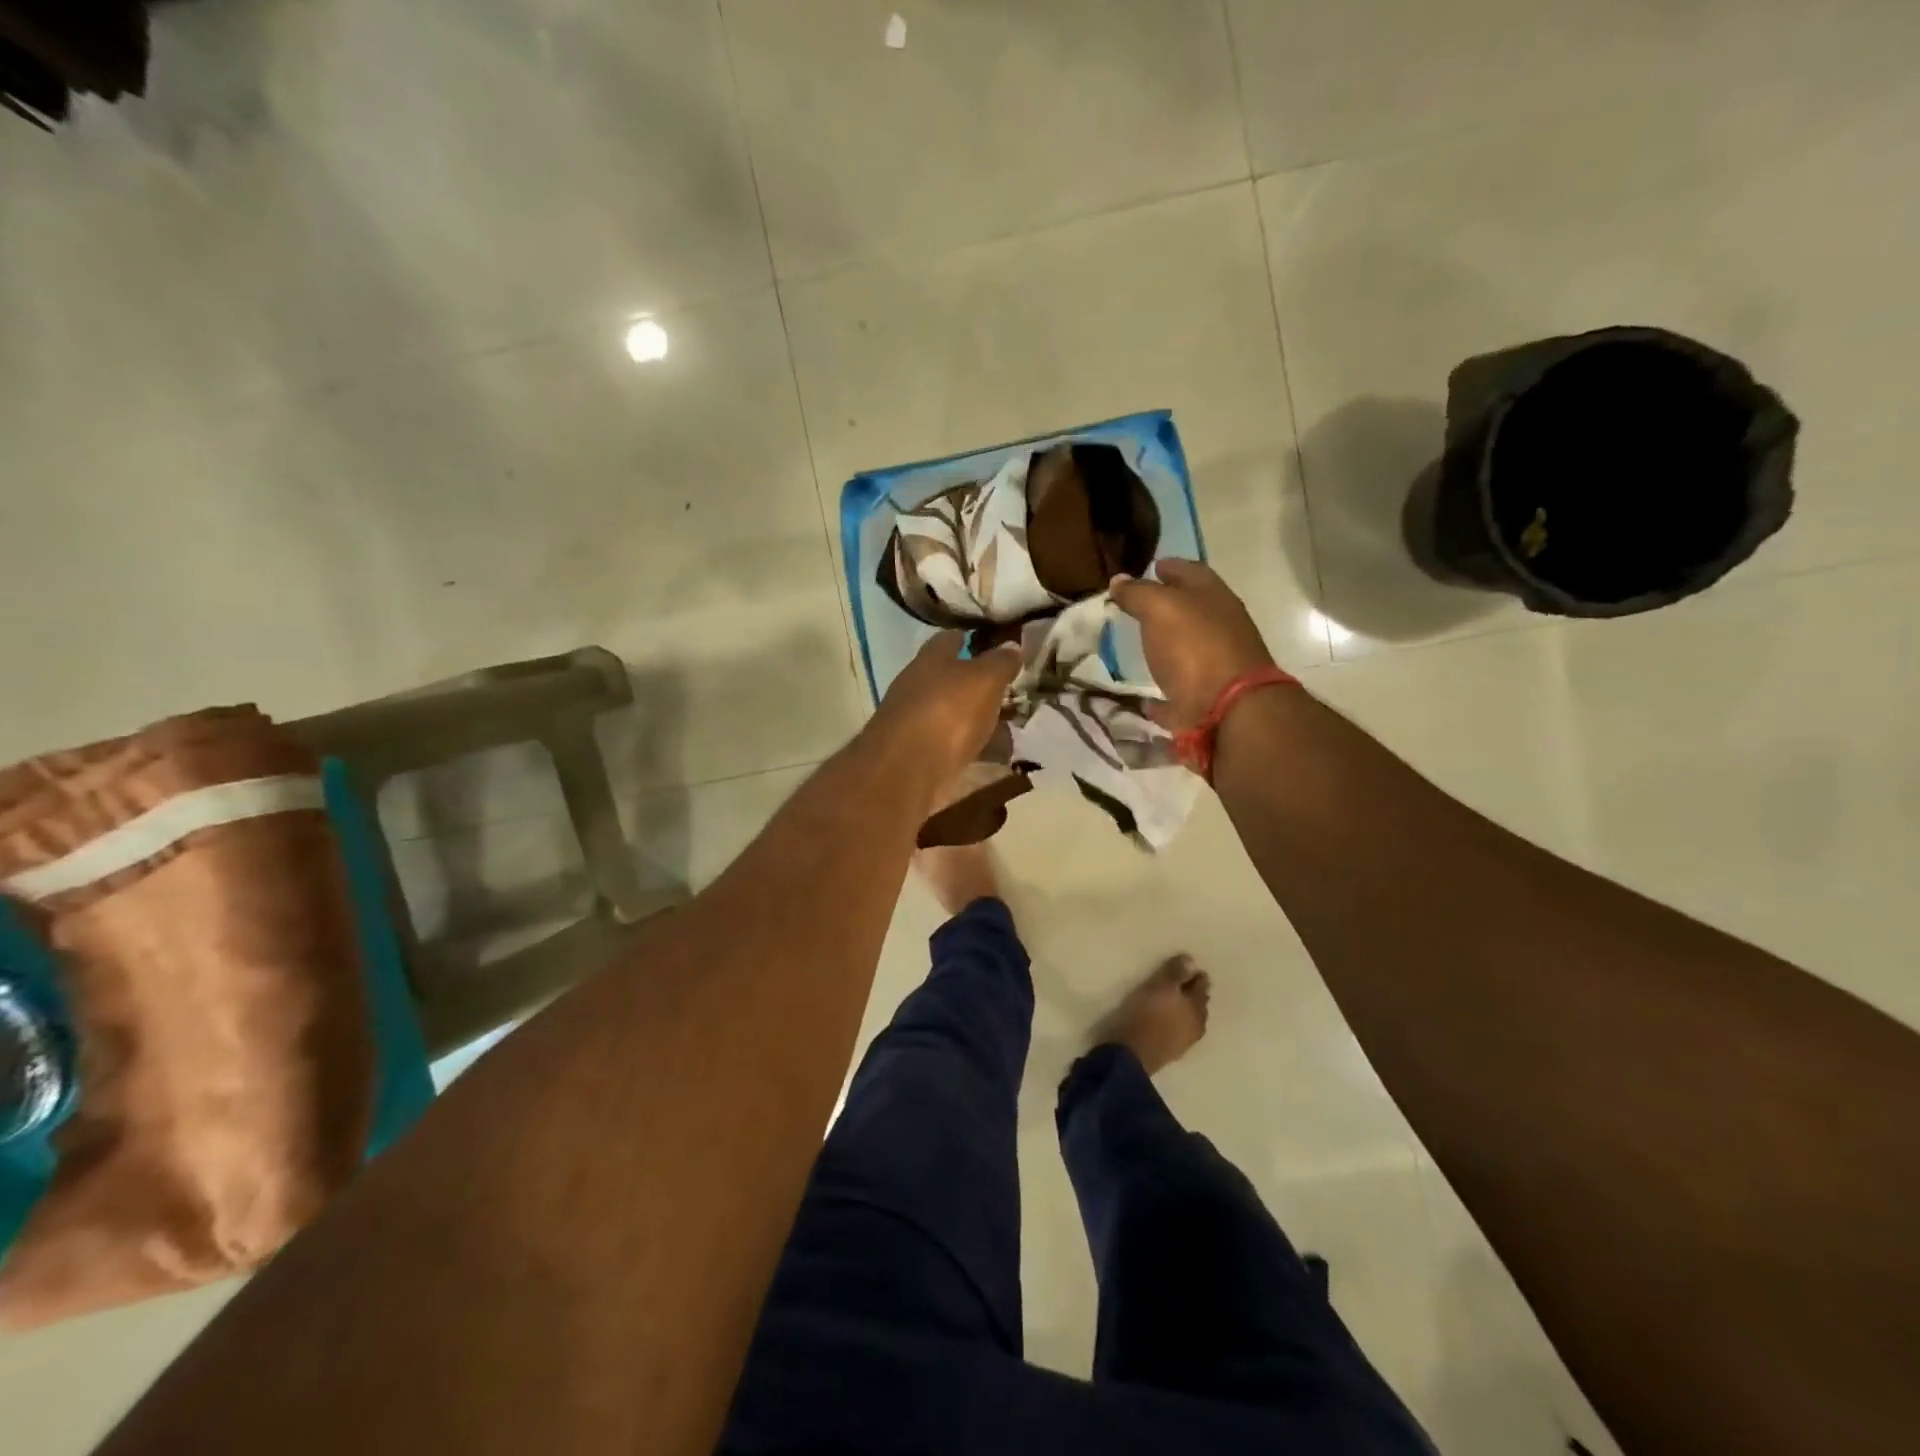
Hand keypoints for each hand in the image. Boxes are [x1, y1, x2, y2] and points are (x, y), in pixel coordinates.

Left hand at [868, 631, 1022, 786]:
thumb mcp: (984, 680)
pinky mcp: (918, 756)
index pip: (949, 640)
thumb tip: (1012, 645)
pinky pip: (952, 746)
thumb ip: (1000, 663)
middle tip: (1009, 690)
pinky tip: (993, 755)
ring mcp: (914, 723)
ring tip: (1008, 726)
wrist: (907, 769)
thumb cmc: (948, 711)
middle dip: (976, 684)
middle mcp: (917, 687)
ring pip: (952, 714)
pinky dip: (971, 747)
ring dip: (976, 719)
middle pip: (949, 679)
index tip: (994, 644)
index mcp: (930, 660)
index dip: (971, 639)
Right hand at [1108, 560, 1275, 729]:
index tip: (1150, 566)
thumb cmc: (1195, 647)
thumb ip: (1138, 593)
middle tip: (1137, 606)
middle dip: (1168, 606)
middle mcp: (1219, 629)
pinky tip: (1145, 698)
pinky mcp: (1204, 702)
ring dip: (1166, 647)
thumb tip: (1119, 580)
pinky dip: (1162, 697)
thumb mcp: (1160, 608)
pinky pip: (1178, 695)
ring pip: (1187, 651)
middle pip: (1192, 612)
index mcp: (1213, 598)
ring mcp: (1215, 668)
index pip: (1191, 572)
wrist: (1229, 710)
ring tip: (1138, 646)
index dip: (1170, 567)